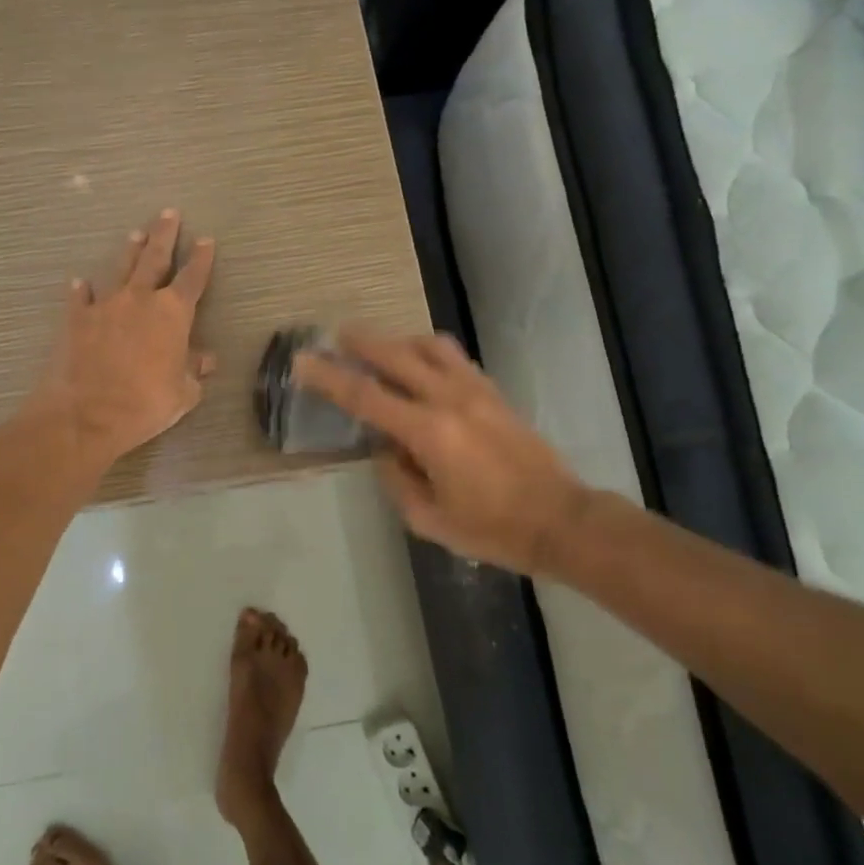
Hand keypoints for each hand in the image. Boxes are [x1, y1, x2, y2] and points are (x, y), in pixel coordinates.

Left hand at [31, 209, 216, 465]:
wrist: (87, 414)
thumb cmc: (145, 403)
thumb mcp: (182, 393)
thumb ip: (194, 371)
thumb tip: (206, 360)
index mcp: (172, 313)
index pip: (192, 278)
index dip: (201, 259)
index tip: (205, 240)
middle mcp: (140, 299)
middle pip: (154, 259)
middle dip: (164, 235)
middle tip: (169, 213)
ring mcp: (105, 305)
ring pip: (121, 269)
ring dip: (129, 251)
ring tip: (135, 234)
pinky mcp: (76, 319)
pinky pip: (80, 298)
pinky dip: (82, 290)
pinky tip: (80, 282)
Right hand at [294, 327, 589, 574]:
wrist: (560, 520)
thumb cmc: (491, 528)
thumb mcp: (428, 518)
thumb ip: (396, 477)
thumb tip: (384, 448)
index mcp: (428, 432)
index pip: (365, 396)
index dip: (329, 377)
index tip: (303, 360)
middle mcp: (449, 400)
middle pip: (396, 355)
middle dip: (361, 343)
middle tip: (336, 336)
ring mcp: (476, 390)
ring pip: (429, 346)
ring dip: (397, 341)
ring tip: (379, 347)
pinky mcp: (494, 392)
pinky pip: (453, 357)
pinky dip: (427, 351)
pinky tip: (419, 361)